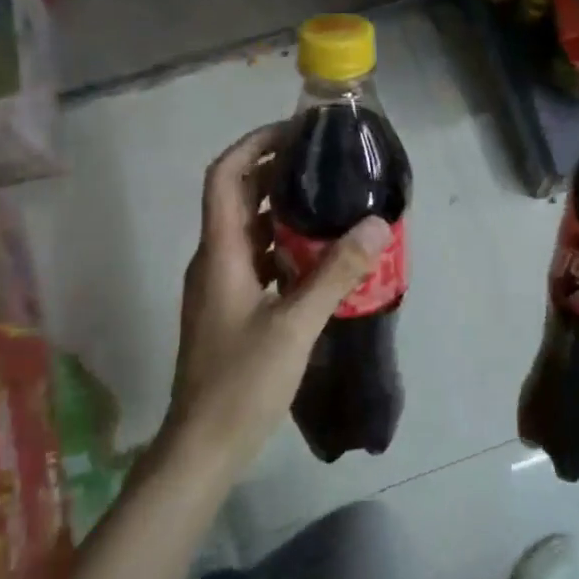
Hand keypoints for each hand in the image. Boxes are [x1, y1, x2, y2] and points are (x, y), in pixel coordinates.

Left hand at [162, 125, 391, 472]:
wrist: (203, 447)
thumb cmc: (241, 383)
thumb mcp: (294, 326)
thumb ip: (336, 274)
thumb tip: (375, 224)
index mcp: (220, 252)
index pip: (225, 176)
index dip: (254, 144)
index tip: (295, 131)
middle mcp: (215, 260)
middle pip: (240, 197)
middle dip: (277, 171)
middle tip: (327, 161)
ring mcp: (222, 286)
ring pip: (252, 230)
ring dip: (285, 210)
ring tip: (332, 201)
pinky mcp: (233, 308)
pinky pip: (260, 260)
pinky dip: (287, 247)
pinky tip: (322, 258)